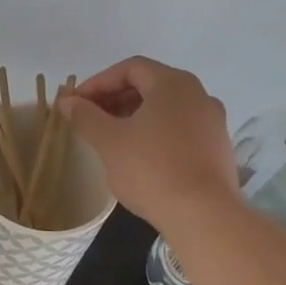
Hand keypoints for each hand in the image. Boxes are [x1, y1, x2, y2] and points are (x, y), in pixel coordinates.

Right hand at [59, 56, 238, 231]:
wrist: (203, 216)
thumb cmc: (151, 170)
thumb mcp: (109, 141)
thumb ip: (86, 116)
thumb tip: (67, 101)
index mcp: (173, 83)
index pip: (130, 68)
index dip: (98, 82)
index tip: (76, 103)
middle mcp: (199, 94)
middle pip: (150, 85)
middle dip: (115, 99)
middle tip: (89, 120)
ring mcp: (212, 122)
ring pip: (166, 109)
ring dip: (134, 117)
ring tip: (111, 139)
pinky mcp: (217, 148)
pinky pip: (180, 129)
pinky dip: (156, 133)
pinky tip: (140, 157)